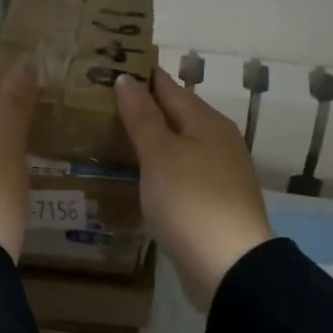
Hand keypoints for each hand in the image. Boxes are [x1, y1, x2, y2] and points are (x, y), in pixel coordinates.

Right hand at [116, 69, 272, 310]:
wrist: (229, 264)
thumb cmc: (190, 201)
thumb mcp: (160, 155)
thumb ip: (143, 117)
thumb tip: (127, 79)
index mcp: (207, 122)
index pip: (169, 87)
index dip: (142, 78)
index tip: (111, 68)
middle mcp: (219, 140)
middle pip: (178, 115)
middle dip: (146, 108)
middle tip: (103, 104)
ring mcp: (221, 172)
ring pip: (181, 144)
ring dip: (154, 139)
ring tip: (117, 136)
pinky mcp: (216, 201)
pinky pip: (184, 171)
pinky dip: (162, 167)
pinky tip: (144, 175)